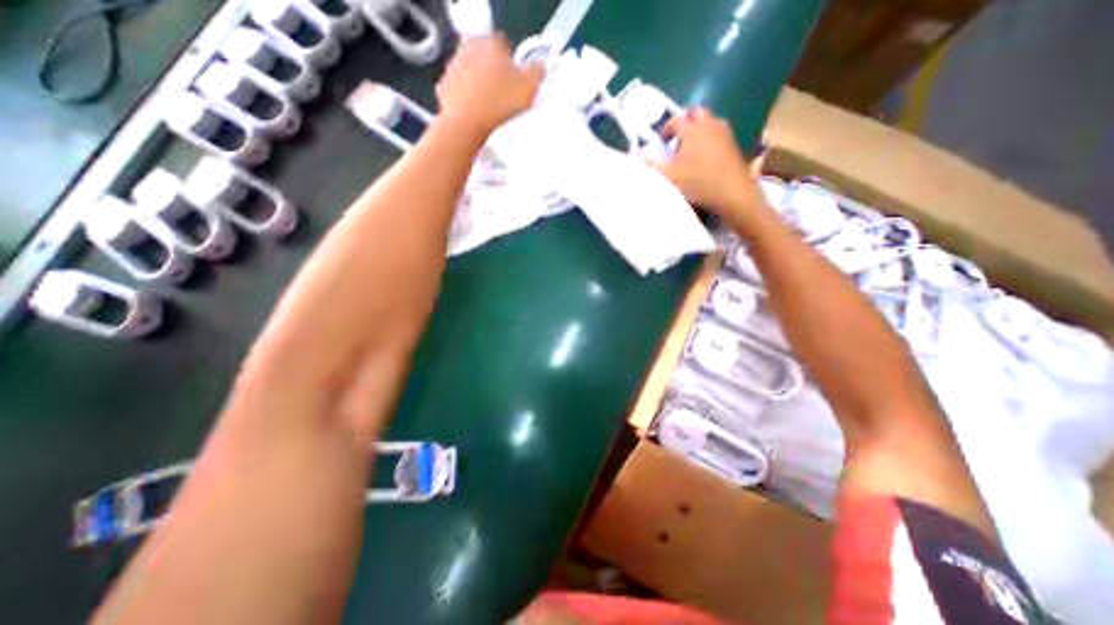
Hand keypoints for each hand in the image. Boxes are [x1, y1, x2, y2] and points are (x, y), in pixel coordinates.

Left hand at [435, 35, 543, 134]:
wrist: (468, 122)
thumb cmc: (501, 101)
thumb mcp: (529, 87)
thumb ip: (537, 73)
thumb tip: (539, 67)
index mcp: (491, 42)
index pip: (504, 46)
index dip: (513, 64)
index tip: (517, 83)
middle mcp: (468, 48)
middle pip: (485, 59)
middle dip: (494, 74)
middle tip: (505, 97)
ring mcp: (453, 67)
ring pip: (471, 74)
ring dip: (479, 86)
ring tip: (491, 109)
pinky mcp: (443, 88)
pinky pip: (459, 92)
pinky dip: (467, 100)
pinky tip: (476, 114)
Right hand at [654, 110, 771, 220]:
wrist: (733, 193)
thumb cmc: (698, 182)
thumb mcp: (669, 176)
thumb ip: (652, 164)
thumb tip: (638, 155)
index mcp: (693, 129)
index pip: (676, 120)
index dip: (666, 129)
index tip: (660, 142)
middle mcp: (710, 124)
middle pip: (696, 113)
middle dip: (685, 123)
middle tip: (677, 139)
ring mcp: (725, 133)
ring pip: (710, 122)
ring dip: (698, 130)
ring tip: (690, 149)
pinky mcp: (734, 145)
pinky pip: (718, 135)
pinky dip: (709, 140)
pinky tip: (704, 158)